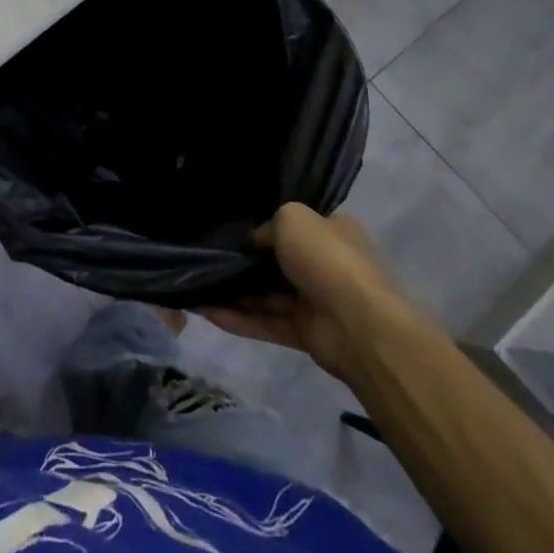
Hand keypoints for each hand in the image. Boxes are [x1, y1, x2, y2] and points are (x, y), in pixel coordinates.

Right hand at [202, 205, 418, 379]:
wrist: (358, 324)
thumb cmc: (327, 258)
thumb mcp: (291, 219)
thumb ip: (267, 227)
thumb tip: (254, 242)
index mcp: (331, 231)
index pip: (296, 223)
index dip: (266, 223)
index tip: (233, 225)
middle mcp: (324, 263)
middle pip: (277, 260)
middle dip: (244, 260)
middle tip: (205, 255)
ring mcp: (315, 300)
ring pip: (267, 294)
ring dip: (234, 291)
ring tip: (196, 284)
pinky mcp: (305, 333)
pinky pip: (266, 322)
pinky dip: (238, 318)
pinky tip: (205, 311)